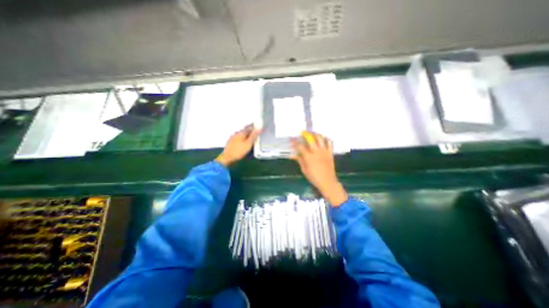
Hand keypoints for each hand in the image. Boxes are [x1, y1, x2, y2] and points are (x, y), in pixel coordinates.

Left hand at [214, 124, 260, 166]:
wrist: (227, 158)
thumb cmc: (239, 151)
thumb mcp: (248, 144)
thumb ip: (254, 136)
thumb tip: (259, 127)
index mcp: (241, 133)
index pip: (249, 127)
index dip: (254, 126)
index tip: (257, 126)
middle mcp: (236, 133)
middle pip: (244, 130)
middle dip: (249, 130)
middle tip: (254, 131)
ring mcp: (232, 138)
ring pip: (240, 134)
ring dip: (245, 134)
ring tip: (249, 136)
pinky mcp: (230, 142)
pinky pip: (237, 138)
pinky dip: (241, 138)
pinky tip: (242, 141)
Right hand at [292, 131, 345, 206]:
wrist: (328, 182)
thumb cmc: (314, 177)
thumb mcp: (304, 170)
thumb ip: (299, 160)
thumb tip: (294, 154)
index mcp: (309, 157)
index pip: (300, 146)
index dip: (295, 142)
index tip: (292, 139)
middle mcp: (316, 152)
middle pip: (311, 139)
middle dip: (305, 134)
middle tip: (302, 133)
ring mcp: (324, 151)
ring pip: (320, 138)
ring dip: (316, 134)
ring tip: (312, 133)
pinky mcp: (330, 153)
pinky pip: (330, 143)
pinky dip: (326, 139)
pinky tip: (323, 138)